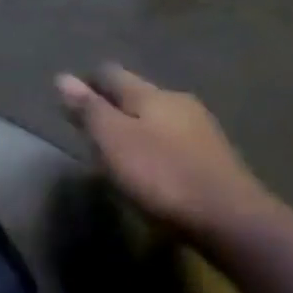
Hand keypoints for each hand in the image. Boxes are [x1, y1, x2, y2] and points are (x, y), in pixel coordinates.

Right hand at [57, 65, 275, 243]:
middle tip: (88, 122)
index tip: (70, 96)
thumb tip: (63, 77)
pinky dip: (153, 145)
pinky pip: (172, 140)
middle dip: (112, 104)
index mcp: (152, 95)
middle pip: (137, 94)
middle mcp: (179, 103)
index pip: (112, 74)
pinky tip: (148, 164)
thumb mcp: (113, 141)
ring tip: (114, 146)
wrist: (229, 218)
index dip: (89, 82)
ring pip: (157, 117)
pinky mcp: (212, 158)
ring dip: (134, 126)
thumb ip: (89, 110)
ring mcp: (201, 130)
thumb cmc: (161, 175)